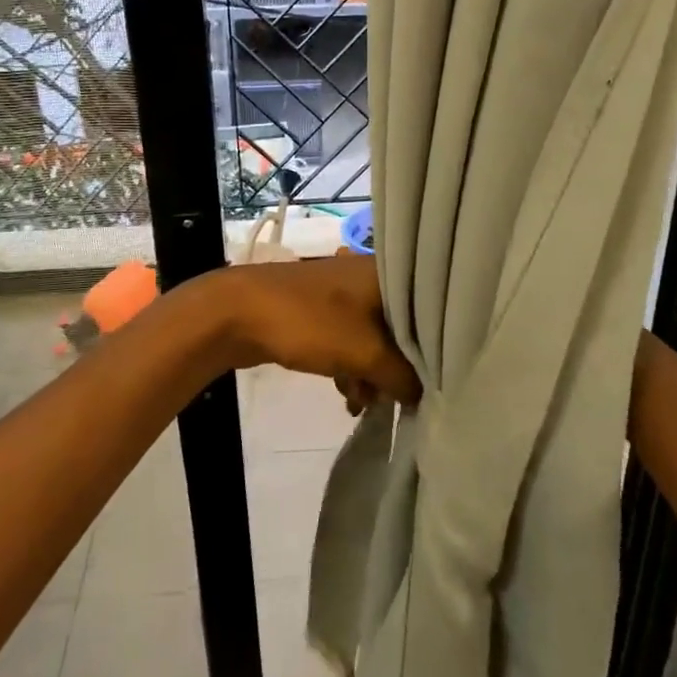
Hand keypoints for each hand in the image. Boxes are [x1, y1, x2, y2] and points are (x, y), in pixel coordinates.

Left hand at [203, 253, 420, 409]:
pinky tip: (348, 395)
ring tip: (362, 402)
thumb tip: (426, 396)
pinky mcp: (325, 312)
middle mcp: (371, 278)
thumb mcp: (365, 353)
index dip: (436, 348)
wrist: (239, 312)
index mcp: (388, 274)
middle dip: (398, 368)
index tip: (438, 382)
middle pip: (403, 329)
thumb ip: (403, 376)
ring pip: (376, 339)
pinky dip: (354, 366)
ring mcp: (346, 294)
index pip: (430, 311)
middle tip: (393, 398)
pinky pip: (353, 341)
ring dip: (373, 373)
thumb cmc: (309, 322)